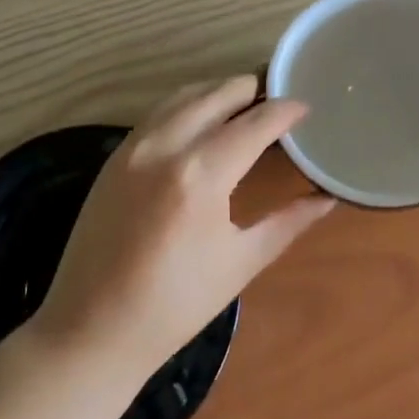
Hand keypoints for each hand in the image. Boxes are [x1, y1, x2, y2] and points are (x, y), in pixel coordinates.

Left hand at [31, 76, 333, 384]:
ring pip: (184, 95)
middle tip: (277, 97)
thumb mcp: (240, 263)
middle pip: (218, 94)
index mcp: (201, 175)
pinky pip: (158, 112)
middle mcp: (166, 146)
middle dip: (252, 89)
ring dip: (218, 91)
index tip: (305, 106)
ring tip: (245, 102)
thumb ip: (287, 223)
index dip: (284, 111)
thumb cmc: (175, 306)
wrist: (91, 329)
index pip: (254, 124)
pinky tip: (203, 120)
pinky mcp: (115, 155)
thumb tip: (326, 199)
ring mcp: (134, 146)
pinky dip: (187, 104)